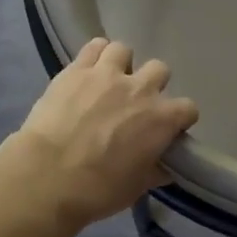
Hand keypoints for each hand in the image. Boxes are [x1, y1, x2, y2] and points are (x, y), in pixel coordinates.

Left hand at [11, 38, 198, 228]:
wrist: (48, 177)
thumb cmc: (99, 189)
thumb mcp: (136, 187)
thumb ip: (155, 171)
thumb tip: (165, 168)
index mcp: (161, 120)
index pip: (188, 108)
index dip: (179, 119)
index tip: (167, 130)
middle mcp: (140, 89)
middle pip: (160, 70)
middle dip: (152, 85)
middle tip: (135, 104)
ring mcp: (107, 74)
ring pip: (124, 50)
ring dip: (121, 65)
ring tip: (109, 82)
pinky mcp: (76, 70)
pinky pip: (94, 46)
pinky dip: (95, 55)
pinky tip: (88, 71)